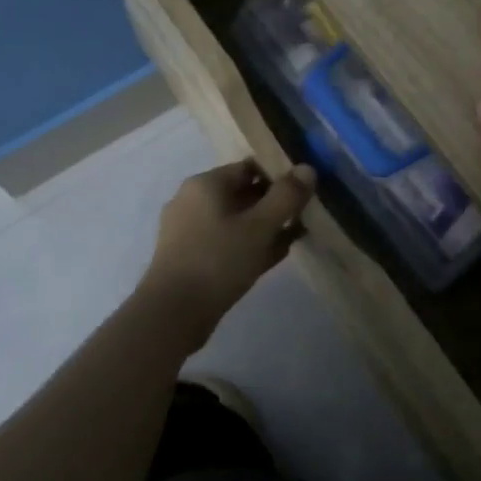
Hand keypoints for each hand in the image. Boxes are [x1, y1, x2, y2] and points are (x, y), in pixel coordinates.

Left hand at [138, 160, 316, 339]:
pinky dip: (249, 244)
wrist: (173, 313)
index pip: (249, 167)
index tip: (305, 190)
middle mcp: (193, 201)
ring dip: (265, 226)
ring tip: (296, 235)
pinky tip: (274, 256)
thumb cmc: (218, 260)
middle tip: (305, 214)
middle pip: (242, 193)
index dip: (279, 174)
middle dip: (274, 203)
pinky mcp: (190, 257)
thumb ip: (286, 196)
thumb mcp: (260, 226)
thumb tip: (307, 168)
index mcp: (205, 184)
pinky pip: (227, 242)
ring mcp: (188, 230)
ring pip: (236, 220)